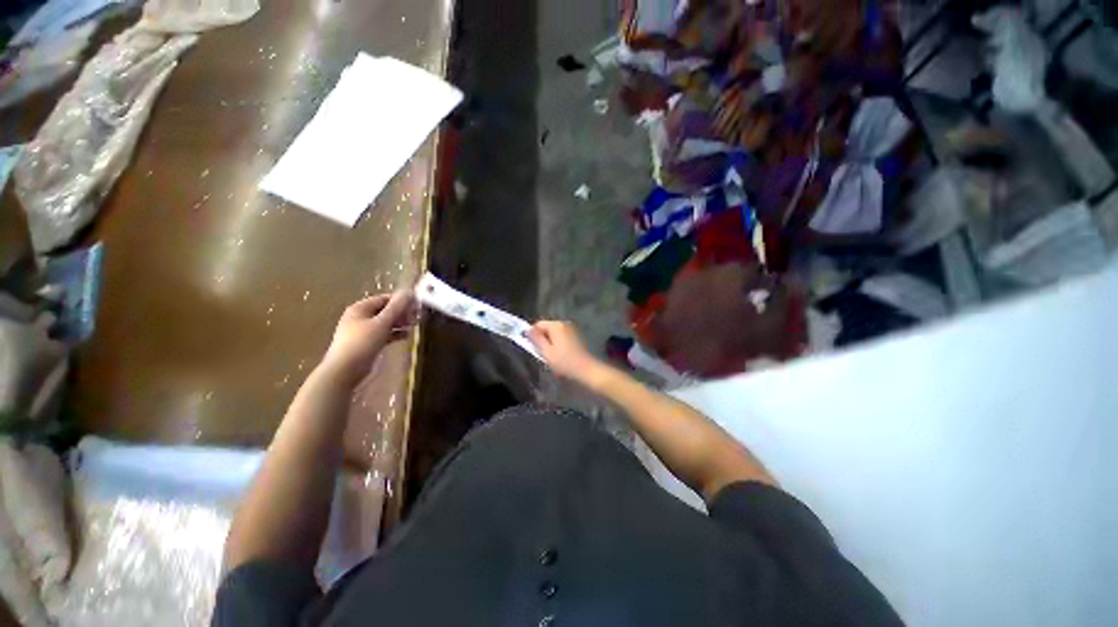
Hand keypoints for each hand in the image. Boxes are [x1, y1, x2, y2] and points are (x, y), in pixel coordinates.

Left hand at [321, 291, 416, 384]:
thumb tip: (409, 292)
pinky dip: (395, 333)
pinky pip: (384, 333)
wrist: (345, 371)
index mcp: (360, 308)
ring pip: (386, 322)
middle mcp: (360, 317)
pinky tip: (406, 336)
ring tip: (414, 326)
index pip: (384, 298)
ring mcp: (363, 331)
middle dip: (402, 312)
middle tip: (417, 317)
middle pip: (385, 310)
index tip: (416, 306)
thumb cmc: (362, 343)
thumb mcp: (382, 323)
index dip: (401, 301)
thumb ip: (396, 307)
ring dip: (400, 323)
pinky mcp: (367, 343)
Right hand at [528, 320, 603, 382]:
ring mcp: (571, 330)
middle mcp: (564, 324)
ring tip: (550, 356)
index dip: (532, 335)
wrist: (586, 370)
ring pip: (553, 333)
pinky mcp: (575, 337)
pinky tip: (559, 355)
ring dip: (549, 342)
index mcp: (556, 325)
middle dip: (541, 339)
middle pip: (546, 328)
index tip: (532, 347)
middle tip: (541, 353)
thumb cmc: (564, 362)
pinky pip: (560, 337)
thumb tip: (527, 330)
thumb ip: (536, 339)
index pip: (538, 324)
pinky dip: (557, 344)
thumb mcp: (546, 352)